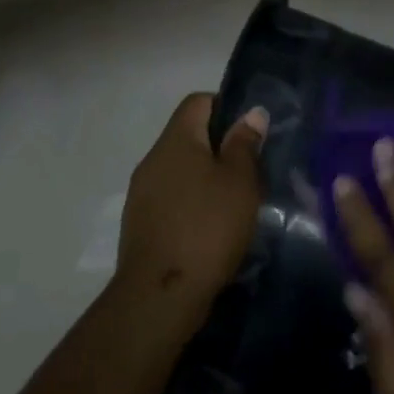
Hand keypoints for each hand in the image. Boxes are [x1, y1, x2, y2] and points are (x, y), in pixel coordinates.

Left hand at [116, 93, 267, 312]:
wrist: (161, 292)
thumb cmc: (208, 227)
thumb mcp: (240, 182)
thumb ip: (244, 144)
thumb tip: (251, 113)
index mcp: (176, 140)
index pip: (198, 101)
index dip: (226, 106)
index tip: (252, 131)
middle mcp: (152, 159)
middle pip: (188, 136)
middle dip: (219, 146)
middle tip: (251, 170)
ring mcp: (142, 192)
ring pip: (180, 170)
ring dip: (206, 177)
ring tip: (235, 201)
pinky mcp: (141, 222)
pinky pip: (171, 197)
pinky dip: (192, 202)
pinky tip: (212, 227)